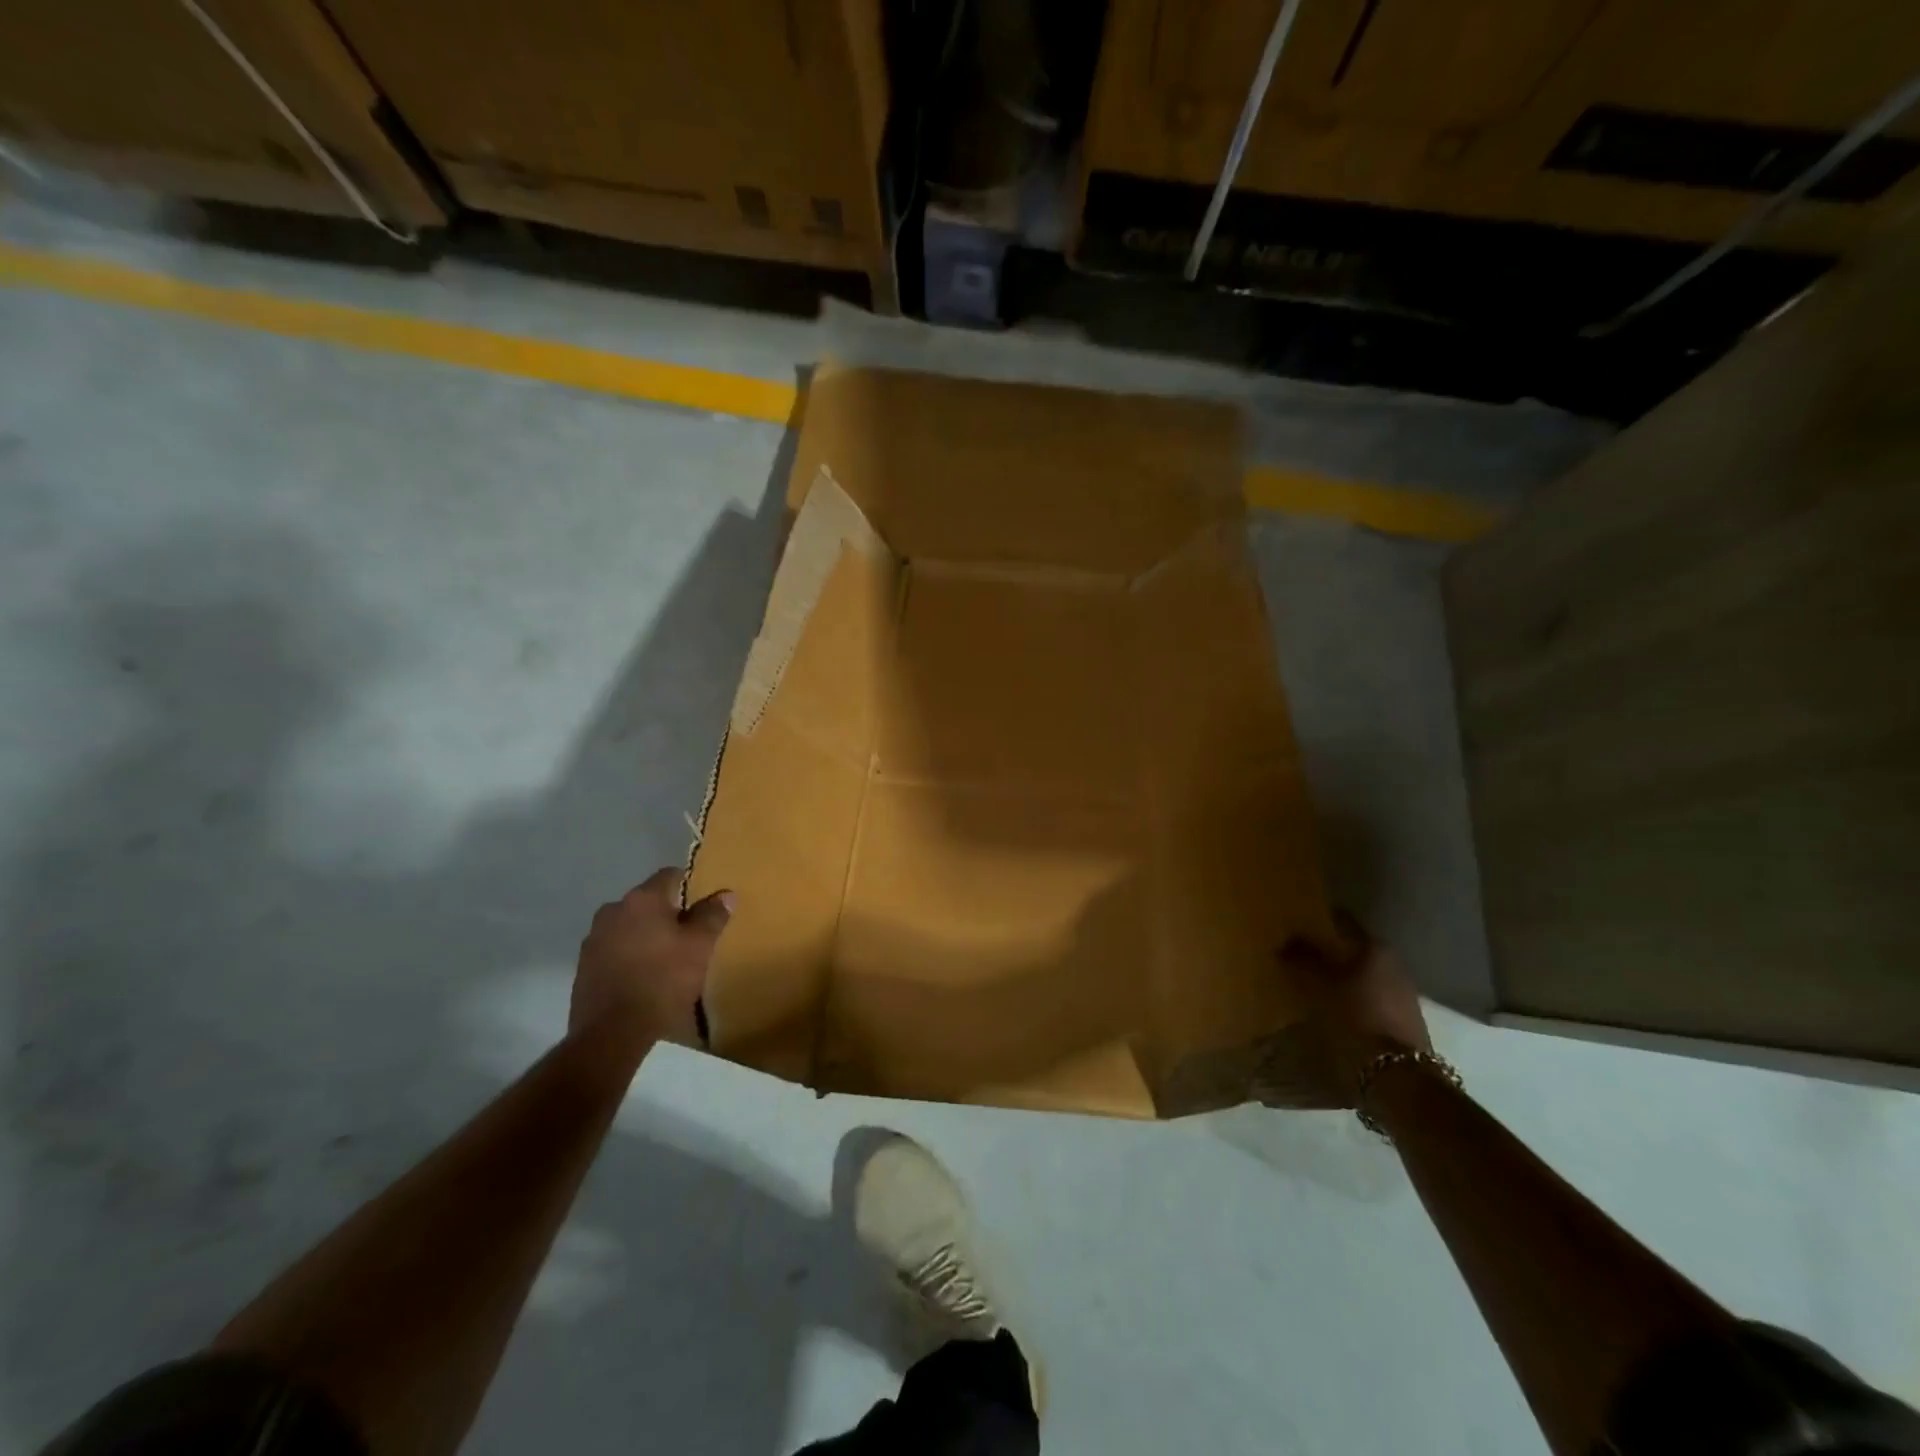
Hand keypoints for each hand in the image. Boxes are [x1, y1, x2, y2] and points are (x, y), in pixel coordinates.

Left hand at [572, 868, 733, 1051]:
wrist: (611, 1032)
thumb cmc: (663, 980)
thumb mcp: (699, 947)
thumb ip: (712, 916)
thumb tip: (725, 894)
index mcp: (642, 899)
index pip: (670, 876)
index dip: (690, 888)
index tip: (704, 909)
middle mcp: (613, 909)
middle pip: (648, 902)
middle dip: (668, 914)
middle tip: (689, 937)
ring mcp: (594, 938)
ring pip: (629, 926)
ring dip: (646, 936)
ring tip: (666, 961)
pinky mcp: (583, 966)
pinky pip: (614, 949)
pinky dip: (629, 956)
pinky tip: (643, 978)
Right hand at [1281, 916, 1429, 1104]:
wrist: (1398, 1078)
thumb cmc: (1355, 1019)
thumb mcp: (1318, 986)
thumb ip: (1301, 959)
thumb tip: (1286, 941)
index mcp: (1373, 948)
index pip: (1342, 921)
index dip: (1318, 920)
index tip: (1295, 922)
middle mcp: (1392, 964)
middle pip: (1353, 949)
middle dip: (1328, 951)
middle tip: (1297, 955)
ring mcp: (1402, 993)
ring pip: (1362, 974)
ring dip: (1340, 976)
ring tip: (1310, 984)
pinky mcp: (1403, 1020)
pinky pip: (1369, 997)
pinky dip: (1351, 998)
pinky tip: (1332, 1008)